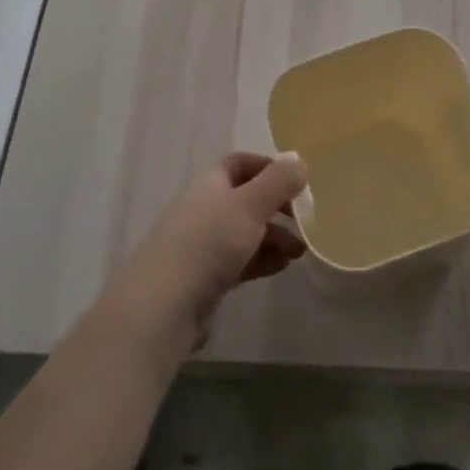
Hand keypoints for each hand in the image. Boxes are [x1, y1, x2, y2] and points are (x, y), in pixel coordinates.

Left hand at [100, 152, 309, 361]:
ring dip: (274, 236)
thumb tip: (300, 163)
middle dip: (277, 207)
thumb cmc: (208, 243)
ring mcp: (202, 246)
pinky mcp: (205, 278)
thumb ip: (278, 182)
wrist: (164, 306)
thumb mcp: (250, 205)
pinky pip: (240, 260)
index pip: (239, 163)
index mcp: (210, 184)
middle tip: (305, 219)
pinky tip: (282, 266)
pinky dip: (262, 259)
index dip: (267, 167)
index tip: (295, 180)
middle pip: (246, 199)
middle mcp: (204, 210)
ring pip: (245, 232)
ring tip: (300, 251)